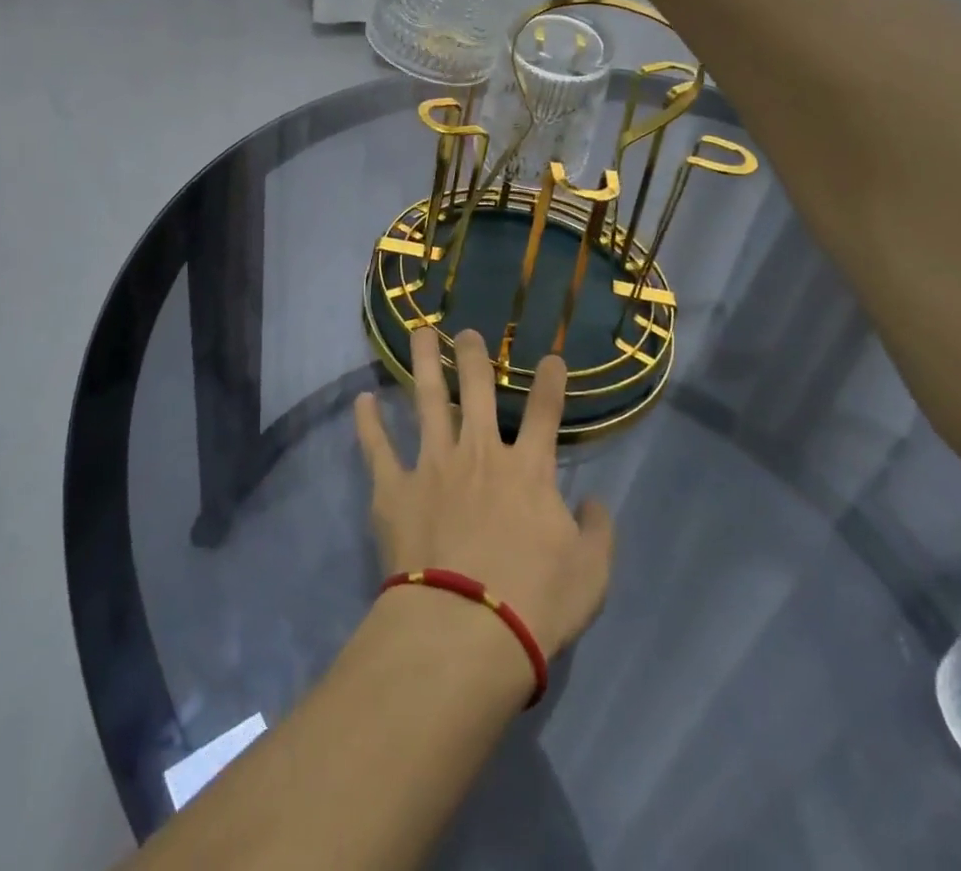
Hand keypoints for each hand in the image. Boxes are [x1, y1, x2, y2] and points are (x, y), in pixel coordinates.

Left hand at [354, 327, 615, 658]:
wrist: (466, 630)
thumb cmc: (535, 602)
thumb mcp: (591, 573)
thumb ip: (598, 532)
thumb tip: (595, 503)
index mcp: (528, 470)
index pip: (545, 413)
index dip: (551, 383)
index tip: (552, 358)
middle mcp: (480, 453)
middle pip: (479, 390)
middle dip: (475, 356)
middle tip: (468, 332)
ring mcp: (433, 466)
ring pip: (428, 401)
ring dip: (424, 364)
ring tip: (419, 333)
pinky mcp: (396, 489)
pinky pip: (378, 449)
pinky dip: (369, 424)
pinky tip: (363, 401)